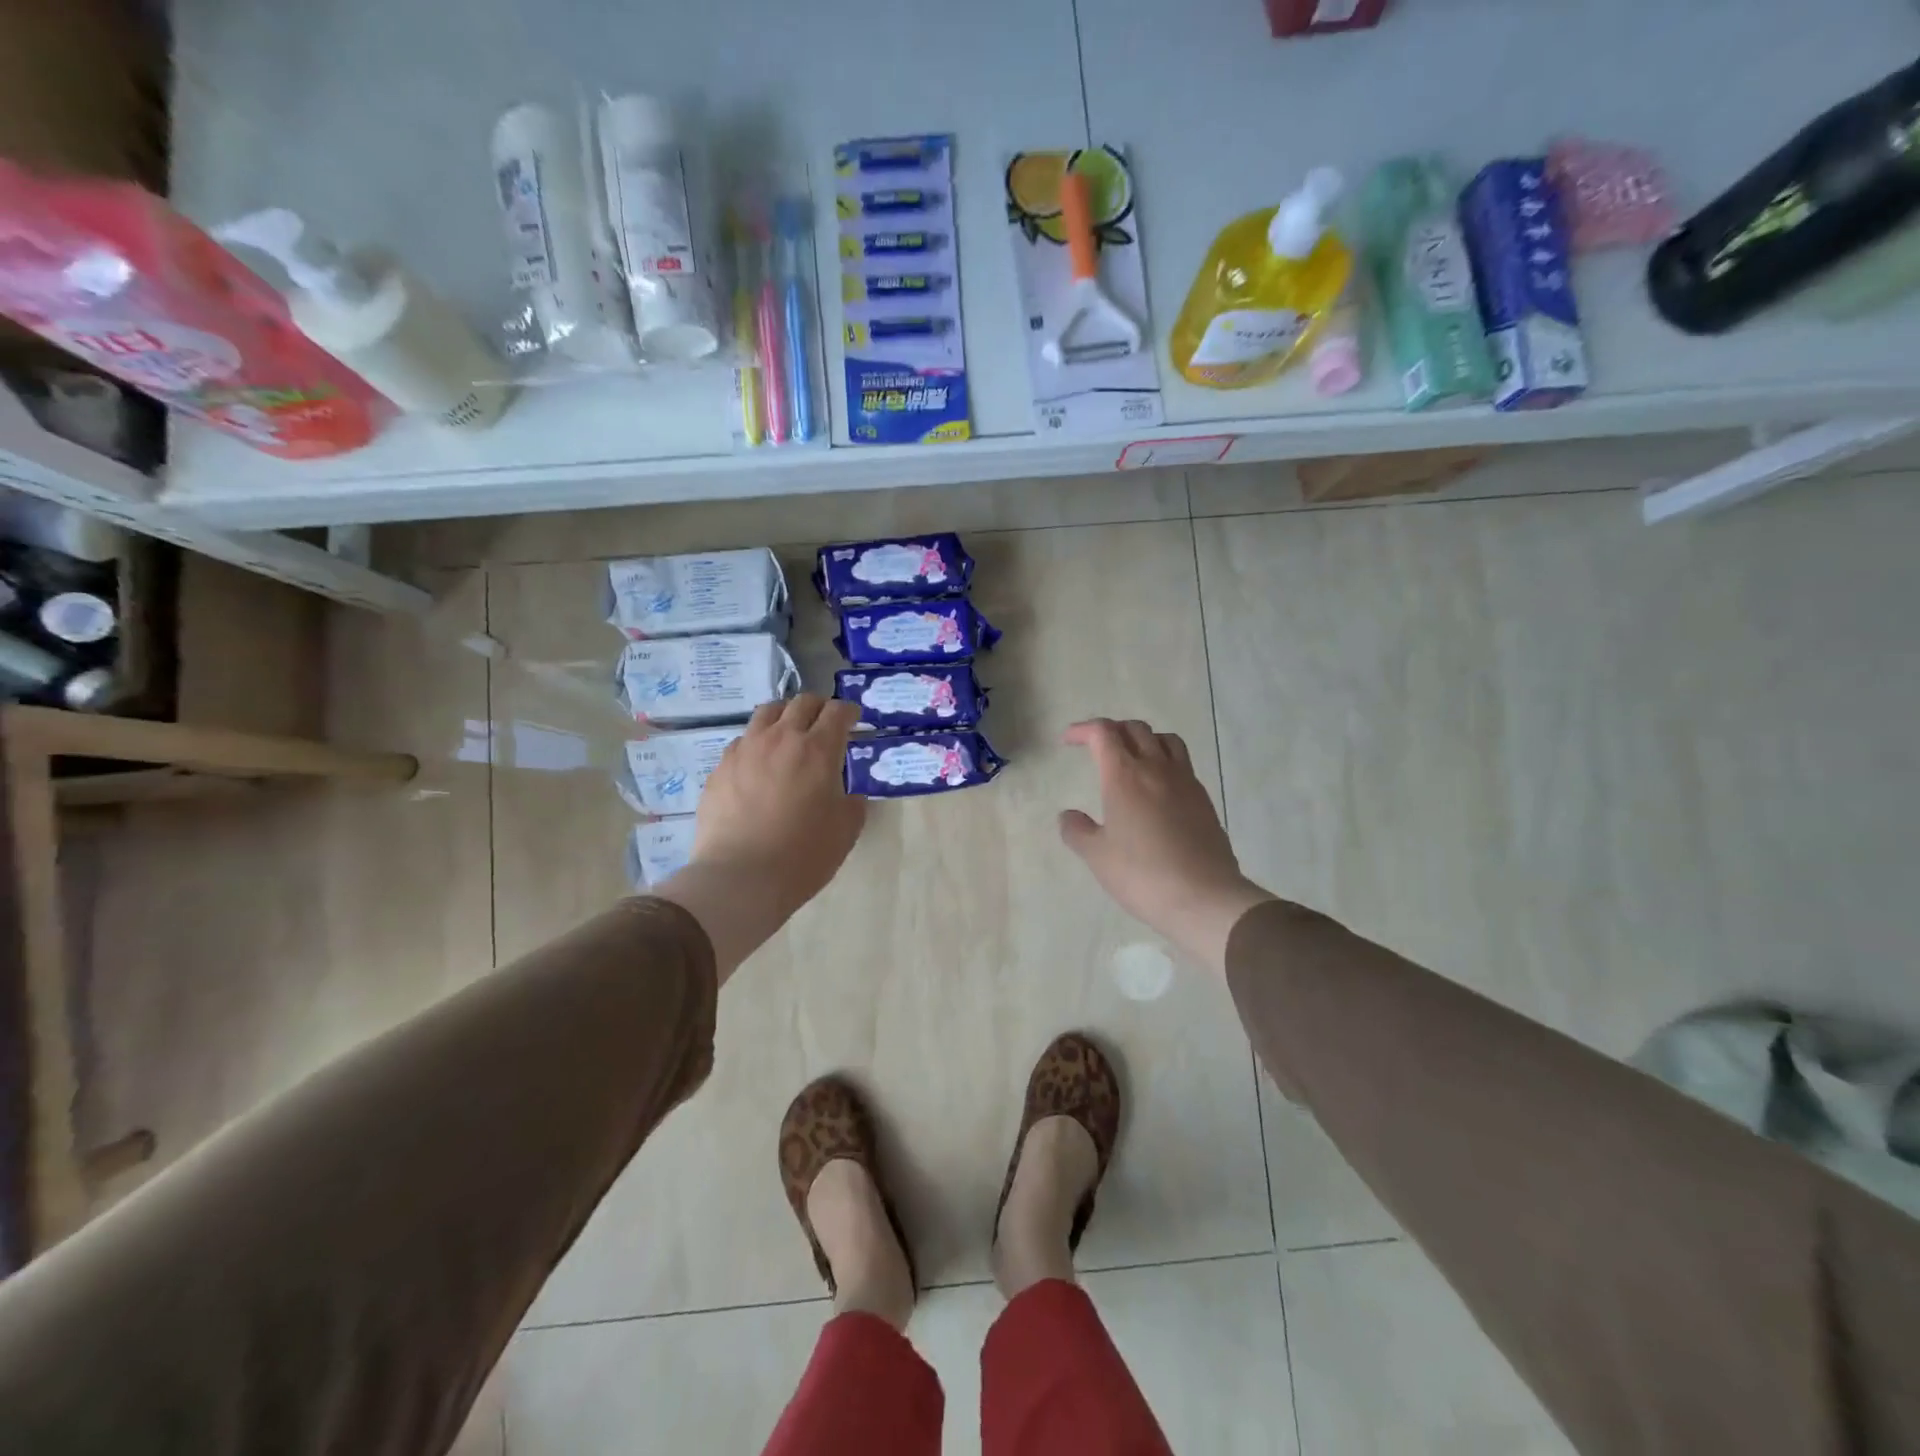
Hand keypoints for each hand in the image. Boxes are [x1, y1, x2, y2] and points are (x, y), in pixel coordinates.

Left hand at [655, 694, 864, 983]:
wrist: (741, 877)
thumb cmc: (803, 855)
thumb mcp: (846, 830)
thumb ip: (852, 803)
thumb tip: (848, 794)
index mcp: (818, 749)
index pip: (837, 711)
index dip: (848, 711)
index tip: (853, 719)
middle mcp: (781, 738)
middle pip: (801, 703)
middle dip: (818, 707)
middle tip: (825, 723)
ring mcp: (745, 750)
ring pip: (767, 713)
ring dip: (785, 716)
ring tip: (789, 734)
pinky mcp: (720, 767)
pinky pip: (742, 741)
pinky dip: (758, 743)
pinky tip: (760, 765)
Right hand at [1059, 718, 1273, 974]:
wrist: (1203, 897)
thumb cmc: (1141, 874)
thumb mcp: (1097, 856)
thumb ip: (1077, 830)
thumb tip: (1068, 816)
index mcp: (1125, 776)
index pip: (1103, 733)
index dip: (1083, 729)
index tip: (1068, 740)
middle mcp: (1157, 768)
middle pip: (1135, 729)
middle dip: (1112, 731)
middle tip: (1097, 747)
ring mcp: (1185, 782)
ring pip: (1166, 740)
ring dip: (1144, 739)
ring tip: (1132, 758)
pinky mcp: (1204, 800)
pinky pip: (1183, 764)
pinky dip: (1165, 762)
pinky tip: (1158, 788)